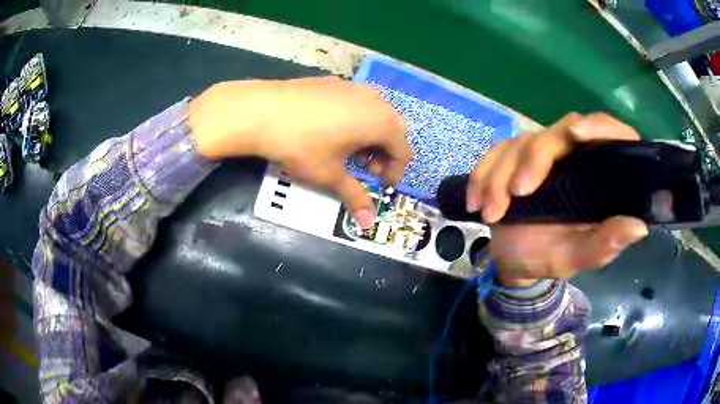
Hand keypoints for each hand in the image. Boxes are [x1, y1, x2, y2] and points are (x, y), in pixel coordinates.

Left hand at [188, 77, 410, 227]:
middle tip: (364, 169)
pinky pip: (355, 103)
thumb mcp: (330, 175)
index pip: (403, 151)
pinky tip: (331, 131)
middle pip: (392, 130)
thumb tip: (368, 223)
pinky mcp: (334, 82)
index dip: (394, 172)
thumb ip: (355, 197)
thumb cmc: (302, 146)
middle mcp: (375, 100)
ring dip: (370, 136)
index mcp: (382, 122)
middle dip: (383, 154)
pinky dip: (354, 120)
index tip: (379, 184)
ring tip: (348, 151)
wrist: (263, 111)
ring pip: (374, 114)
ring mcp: (353, 87)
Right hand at [467, 113, 648, 286]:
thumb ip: (604, 244)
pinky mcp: (512, 157)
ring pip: (520, 143)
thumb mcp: (576, 257)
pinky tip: (475, 202)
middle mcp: (573, 155)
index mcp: (598, 175)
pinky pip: (494, 153)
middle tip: (517, 193)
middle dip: (533, 160)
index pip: (609, 134)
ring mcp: (541, 153)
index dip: (598, 127)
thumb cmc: (549, 257)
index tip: (576, 134)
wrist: (513, 261)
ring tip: (491, 214)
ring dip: (500, 176)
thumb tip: (640, 227)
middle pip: (558, 132)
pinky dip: (482, 175)